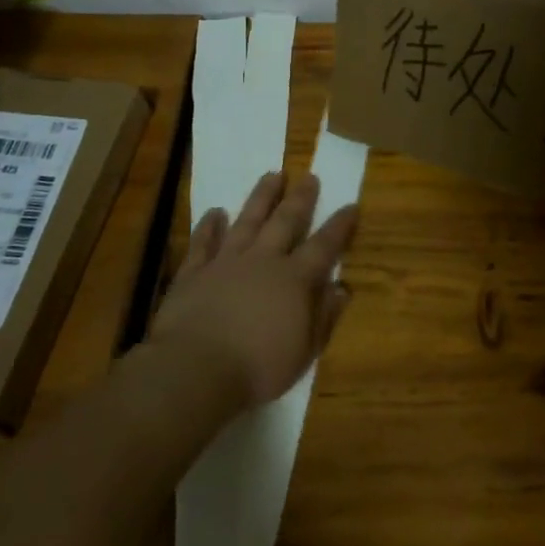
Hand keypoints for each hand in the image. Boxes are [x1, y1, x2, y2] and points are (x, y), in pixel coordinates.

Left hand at [148, 172, 358, 409]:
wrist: (195, 370)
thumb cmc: (258, 367)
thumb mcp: (304, 351)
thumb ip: (324, 316)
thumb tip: (342, 288)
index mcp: (294, 279)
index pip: (324, 246)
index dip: (339, 226)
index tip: (351, 205)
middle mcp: (263, 261)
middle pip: (285, 222)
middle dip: (300, 199)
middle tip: (309, 176)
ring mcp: (226, 262)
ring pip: (247, 221)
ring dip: (261, 198)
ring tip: (272, 175)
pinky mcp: (193, 273)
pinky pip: (203, 243)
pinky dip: (209, 226)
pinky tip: (215, 212)